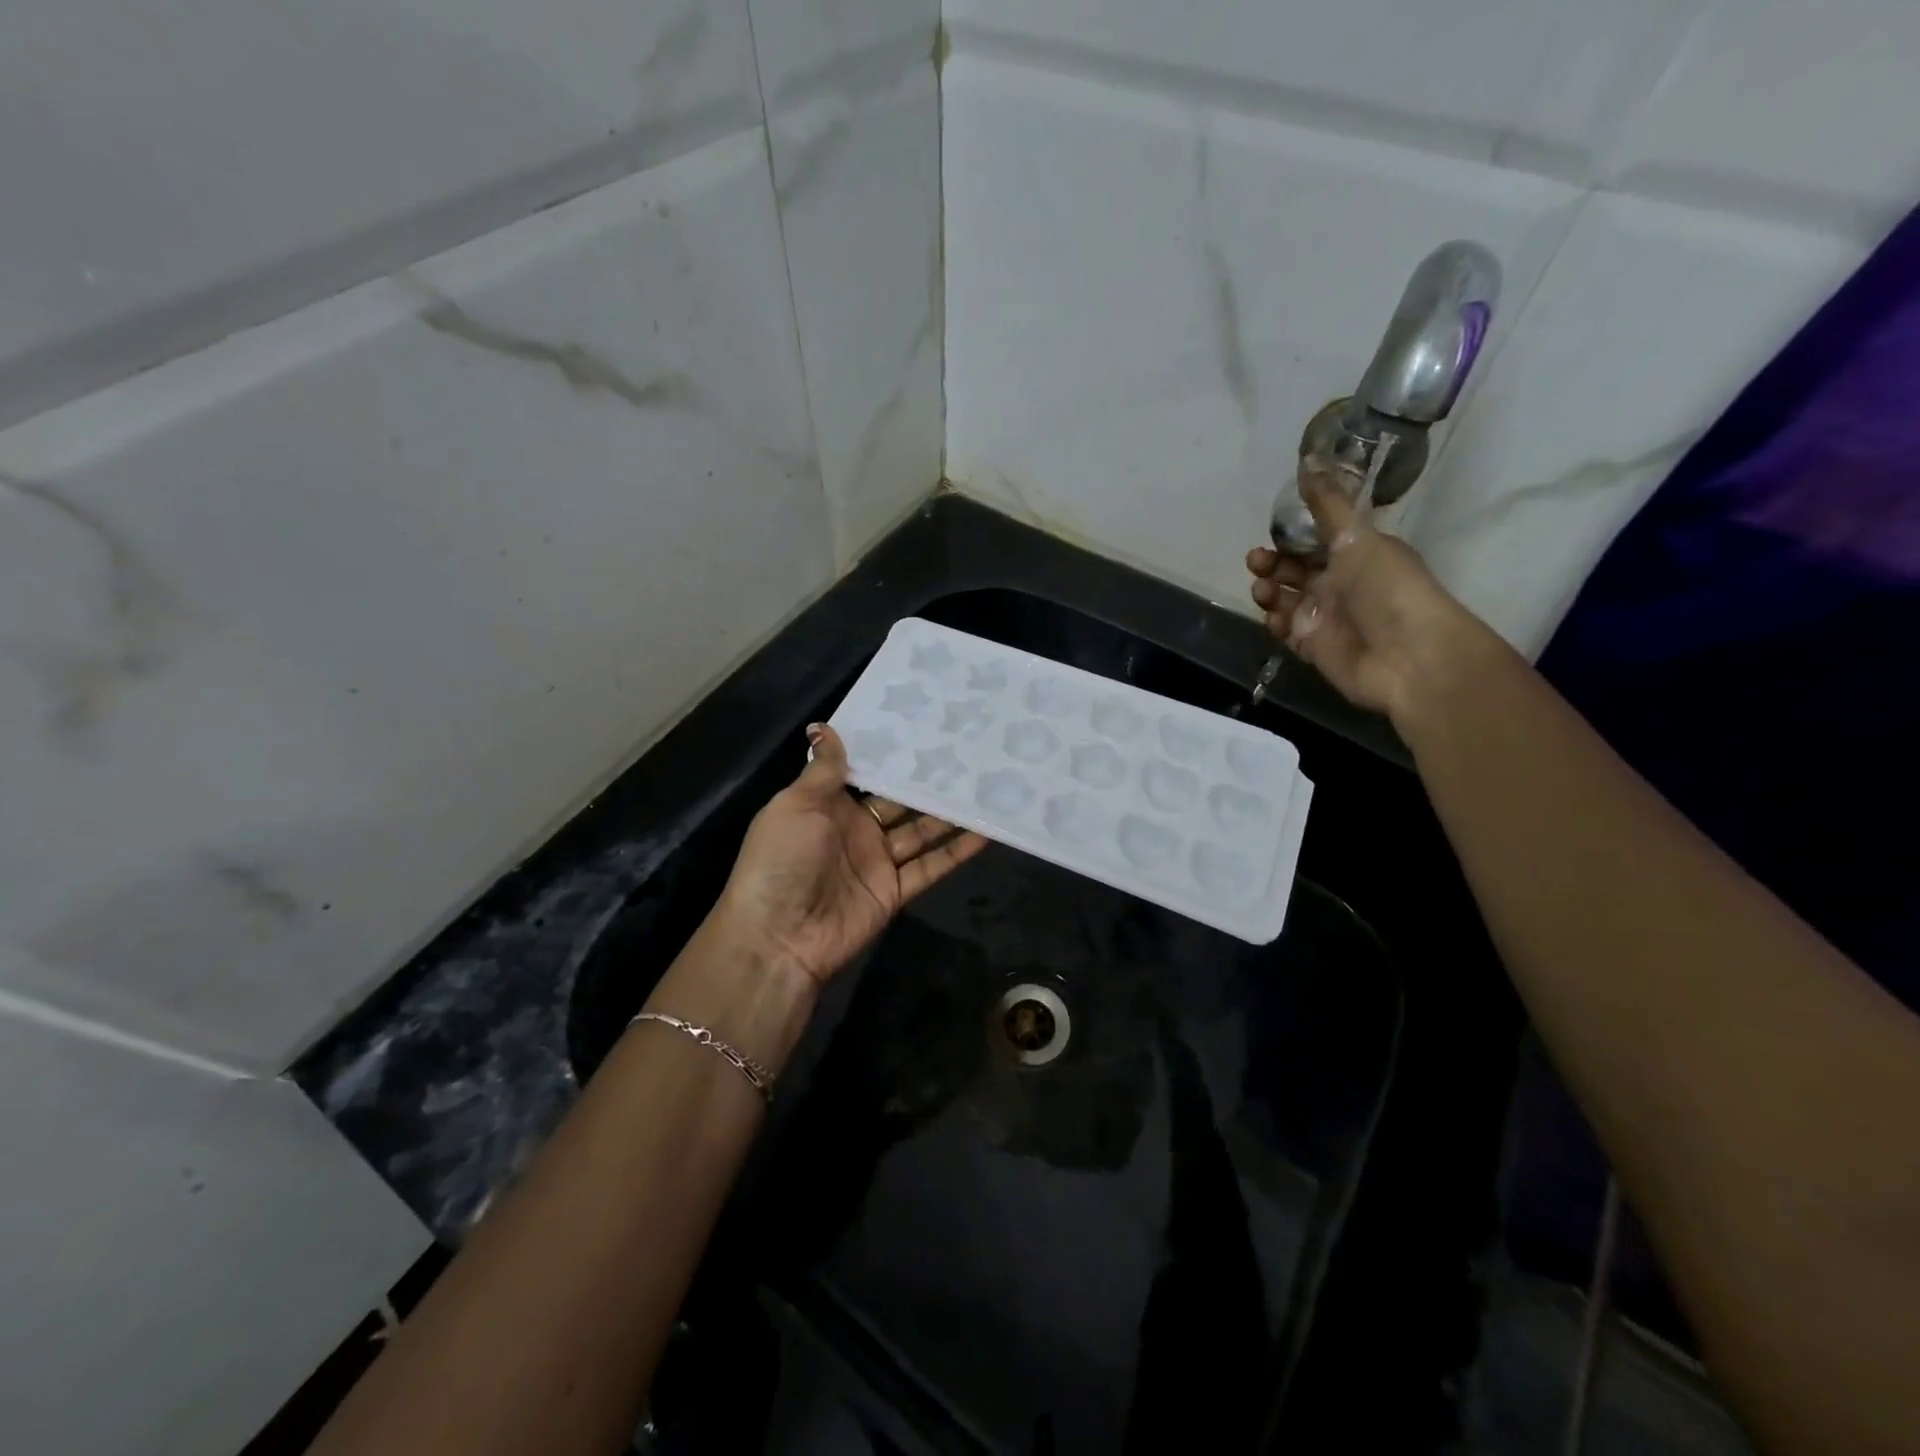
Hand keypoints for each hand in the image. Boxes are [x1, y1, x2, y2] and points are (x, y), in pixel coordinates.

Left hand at [712, 724, 989, 989]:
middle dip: (928, 781)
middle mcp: (856, 830)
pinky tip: (985, 830)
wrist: (778, 937)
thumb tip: (823, 725)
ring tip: (985, 784)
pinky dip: (957, 851)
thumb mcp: (795, 805)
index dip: (892, 755)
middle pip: (899, 802)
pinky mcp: (895, 891)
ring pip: (921, 831)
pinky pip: (930, 867)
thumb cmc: (781, 860)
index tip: (924, 728)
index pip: (867, 774)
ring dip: (949, 813)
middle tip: (967, 752)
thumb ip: (822, 770)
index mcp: (827, 805)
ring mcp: (877, 862)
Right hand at [1247, 465, 1492, 722]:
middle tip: (1258, 561)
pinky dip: (1275, 623)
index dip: (1290, 536)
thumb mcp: (1357, 537)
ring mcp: (1324, 618)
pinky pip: (1285, 632)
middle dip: (1271, 563)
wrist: (1406, 656)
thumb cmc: (1386, 588)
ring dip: (1268, 591)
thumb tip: (1308, 459)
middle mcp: (1339, 584)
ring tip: (1266, 591)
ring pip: (1284, 600)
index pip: (1314, 540)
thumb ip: (1328, 504)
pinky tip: (1276, 619)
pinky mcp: (1313, 648)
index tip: (1272, 533)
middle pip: (1294, 569)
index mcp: (1355, 554)